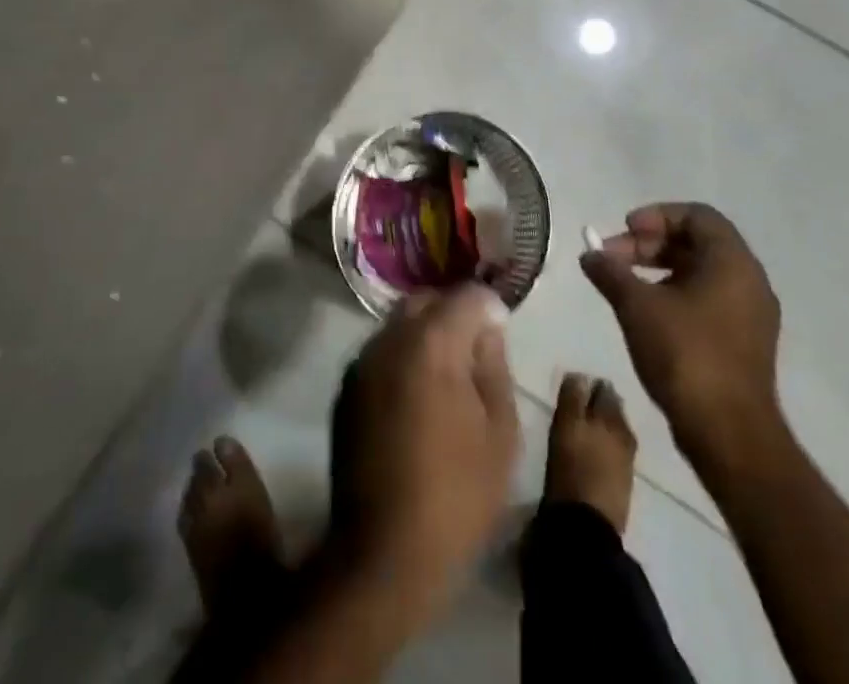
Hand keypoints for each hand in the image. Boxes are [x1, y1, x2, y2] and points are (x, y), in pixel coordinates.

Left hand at [327, 286, 519, 609]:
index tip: (502, 330)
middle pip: (427, 301)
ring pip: (399, 323)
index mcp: (432, 343)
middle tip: (475, 349)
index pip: (466, 296)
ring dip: (425, 334)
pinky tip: (416, 395)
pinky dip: (402, 357)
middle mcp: (390, 338)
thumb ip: (495, 367)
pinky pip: (381, 352)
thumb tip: (488, 330)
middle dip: (453, 313)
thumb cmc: (456, 496)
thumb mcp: (501, 434)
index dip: (490, 307)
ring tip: (446, 374)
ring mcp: (362, 361)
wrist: (384, 551)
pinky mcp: (346, 386)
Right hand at [579, 204, 783, 469]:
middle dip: (650, 244)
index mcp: (732, 262)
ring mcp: (751, 314)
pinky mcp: (745, 342)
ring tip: (624, 286)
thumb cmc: (685, 355)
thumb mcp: (637, 305)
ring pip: (701, 271)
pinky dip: (675, 293)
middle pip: (697, 241)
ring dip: (659, 269)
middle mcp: (749, 281)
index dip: (656, 216)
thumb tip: (589, 254)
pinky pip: (708, 298)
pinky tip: (646, 314)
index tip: (624, 231)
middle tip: (613, 259)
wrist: (729, 435)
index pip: (696, 215)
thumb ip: (610, 271)